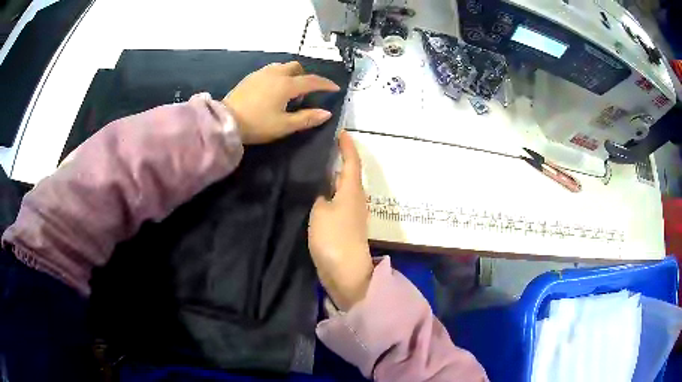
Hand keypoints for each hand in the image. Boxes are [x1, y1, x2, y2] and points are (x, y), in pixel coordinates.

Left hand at [223, 61, 339, 144]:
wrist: (226, 121)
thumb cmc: (257, 124)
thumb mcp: (284, 125)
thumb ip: (307, 118)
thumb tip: (327, 113)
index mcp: (286, 85)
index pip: (312, 81)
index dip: (325, 84)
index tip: (335, 88)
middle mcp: (276, 73)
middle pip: (296, 67)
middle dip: (305, 76)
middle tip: (305, 93)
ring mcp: (261, 73)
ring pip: (282, 66)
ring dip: (290, 74)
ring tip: (287, 91)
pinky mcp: (250, 77)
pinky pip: (270, 70)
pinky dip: (277, 76)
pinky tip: (272, 90)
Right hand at [308, 131, 372, 310]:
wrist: (344, 271)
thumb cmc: (334, 237)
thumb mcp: (321, 210)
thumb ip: (319, 194)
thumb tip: (321, 188)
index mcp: (353, 189)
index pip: (352, 160)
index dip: (347, 145)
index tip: (339, 131)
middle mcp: (355, 197)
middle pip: (348, 171)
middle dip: (338, 157)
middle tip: (320, 145)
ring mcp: (349, 212)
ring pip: (341, 185)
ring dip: (331, 174)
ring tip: (313, 163)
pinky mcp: (343, 224)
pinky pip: (336, 199)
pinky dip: (327, 190)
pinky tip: (313, 189)